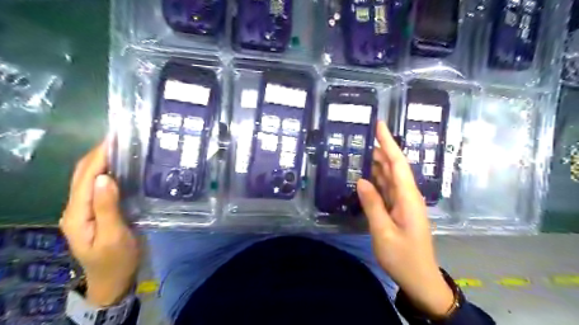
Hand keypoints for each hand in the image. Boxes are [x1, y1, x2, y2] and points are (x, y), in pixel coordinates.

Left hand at [61, 139, 140, 306]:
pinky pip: (97, 187)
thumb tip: (105, 177)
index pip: (86, 177)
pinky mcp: (96, 212)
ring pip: (88, 179)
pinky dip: (107, 172)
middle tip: (121, 138)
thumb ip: (107, 207)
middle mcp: (76, 208)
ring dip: (101, 161)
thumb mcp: (114, 236)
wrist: (114, 279)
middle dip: (98, 153)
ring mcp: (84, 210)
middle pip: (82, 174)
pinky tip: (121, 168)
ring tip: (121, 147)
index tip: (115, 138)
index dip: (99, 156)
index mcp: (77, 214)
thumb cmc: (117, 259)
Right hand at [356, 122, 453, 316]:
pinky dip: (376, 180)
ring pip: (389, 177)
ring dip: (376, 164)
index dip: (388, 143)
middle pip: (393, 167)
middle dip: (380, 150)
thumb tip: (362, 180)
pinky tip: (365, 176)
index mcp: (408, 197)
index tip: (379, 125)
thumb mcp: (383, 231)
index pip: (397, 163)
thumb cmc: (402, 256)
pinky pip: (386, 189)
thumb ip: (373, 204)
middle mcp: (408, 195)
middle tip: (361, 138)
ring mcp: (403, 203)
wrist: (419, 278)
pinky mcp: (398, 210)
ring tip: (359, 152)